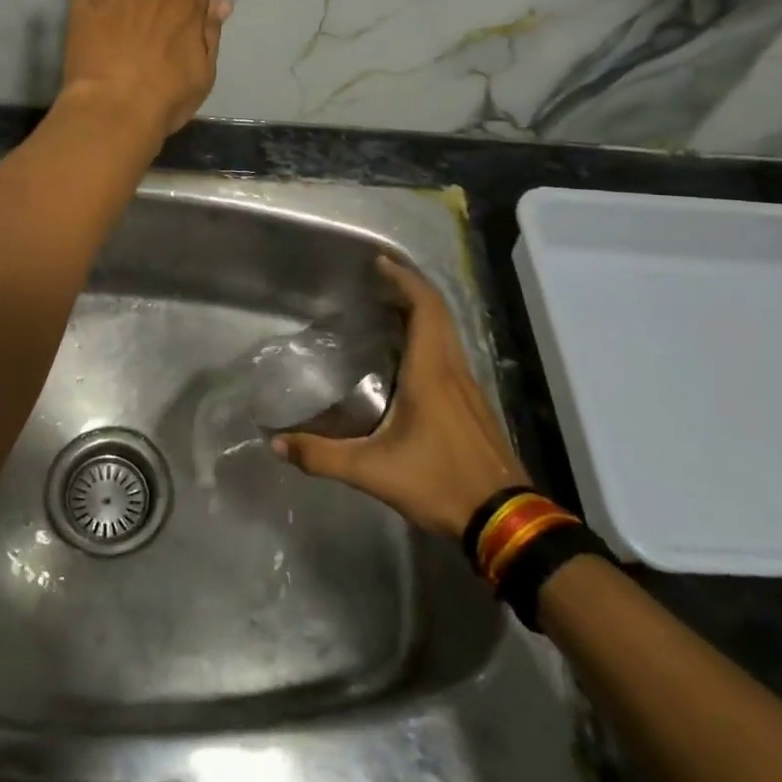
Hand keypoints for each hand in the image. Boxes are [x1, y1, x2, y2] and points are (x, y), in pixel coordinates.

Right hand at [273, 258, 527, 540]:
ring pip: (447, 332)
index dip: (404, 279)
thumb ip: (322, 456)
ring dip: (421, 312)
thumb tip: (276, 444)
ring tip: (388, 309)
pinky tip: (409, 357)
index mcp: (432, 372)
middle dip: (410, 288)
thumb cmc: (440, 482)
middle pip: (438, 312)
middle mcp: (453, 369)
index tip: (379, 263)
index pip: (424, 307)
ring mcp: (469, 386)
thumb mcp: (373, 472)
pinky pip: (450, 352)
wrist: (505, 518)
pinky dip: (430, 336)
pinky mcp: (474, 404)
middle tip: (378, 279)